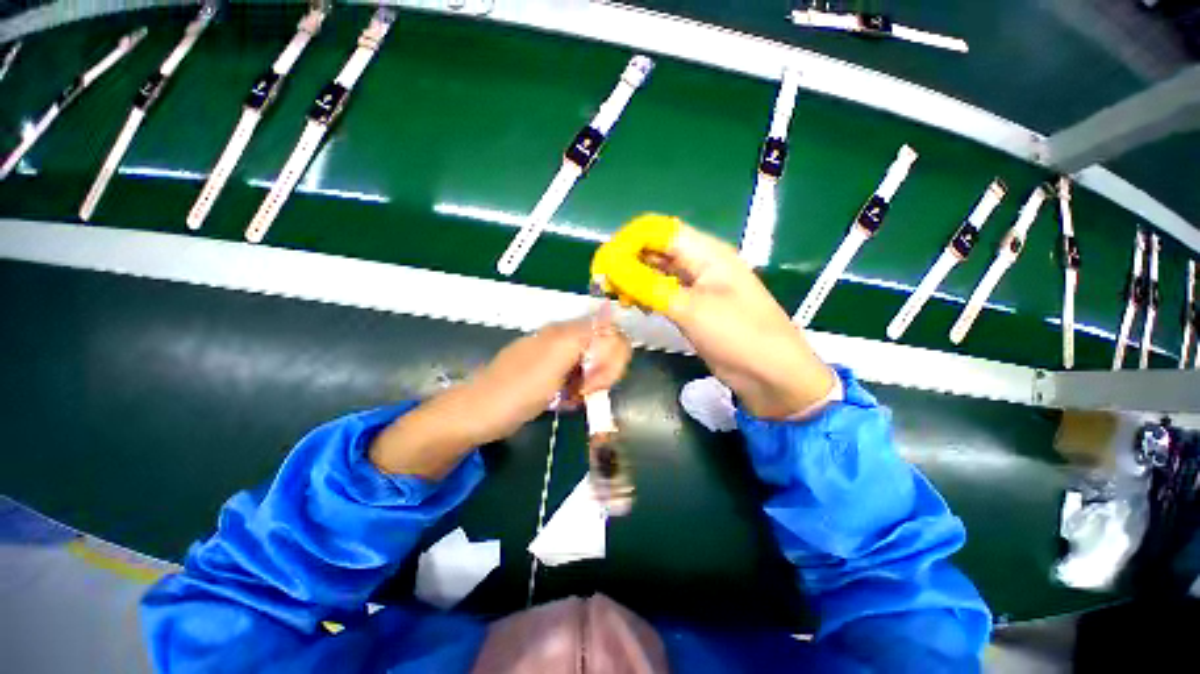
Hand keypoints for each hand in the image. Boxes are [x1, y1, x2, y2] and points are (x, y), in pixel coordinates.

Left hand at [370, 318, 630, 477]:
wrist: (478, 413)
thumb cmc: (516, 391)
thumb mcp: (554, 362)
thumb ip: (584, 337)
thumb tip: (608, 311)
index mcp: (567, 332)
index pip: (613, 334)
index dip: (613, 360)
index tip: (594, 383)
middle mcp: (566, 338)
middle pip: (607, 348)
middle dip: (604, 372)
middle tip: (585, 392)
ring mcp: (559, 356)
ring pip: (595, 364)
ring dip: (592, 383)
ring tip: (572, 398)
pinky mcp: (554, 372)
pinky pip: (580, 376)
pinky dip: (579, 389)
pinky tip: (565, 400)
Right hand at [592, 214, 835, 418]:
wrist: (772, 376)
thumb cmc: (739, 335)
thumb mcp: (692, 309)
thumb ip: (650, 286)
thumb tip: (613, 267)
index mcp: (707, 253)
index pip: (659, 231)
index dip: (629, 241)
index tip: (604, 263)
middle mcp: (700, 264)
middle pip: (656, 250)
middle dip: (628, 260)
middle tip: (603, 283)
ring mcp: (697, 287)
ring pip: (658, 272)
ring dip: (635, 278)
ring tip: (615, 295)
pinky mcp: (694, 308)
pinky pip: (664, 292)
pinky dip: (646, 295)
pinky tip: (635, 305)